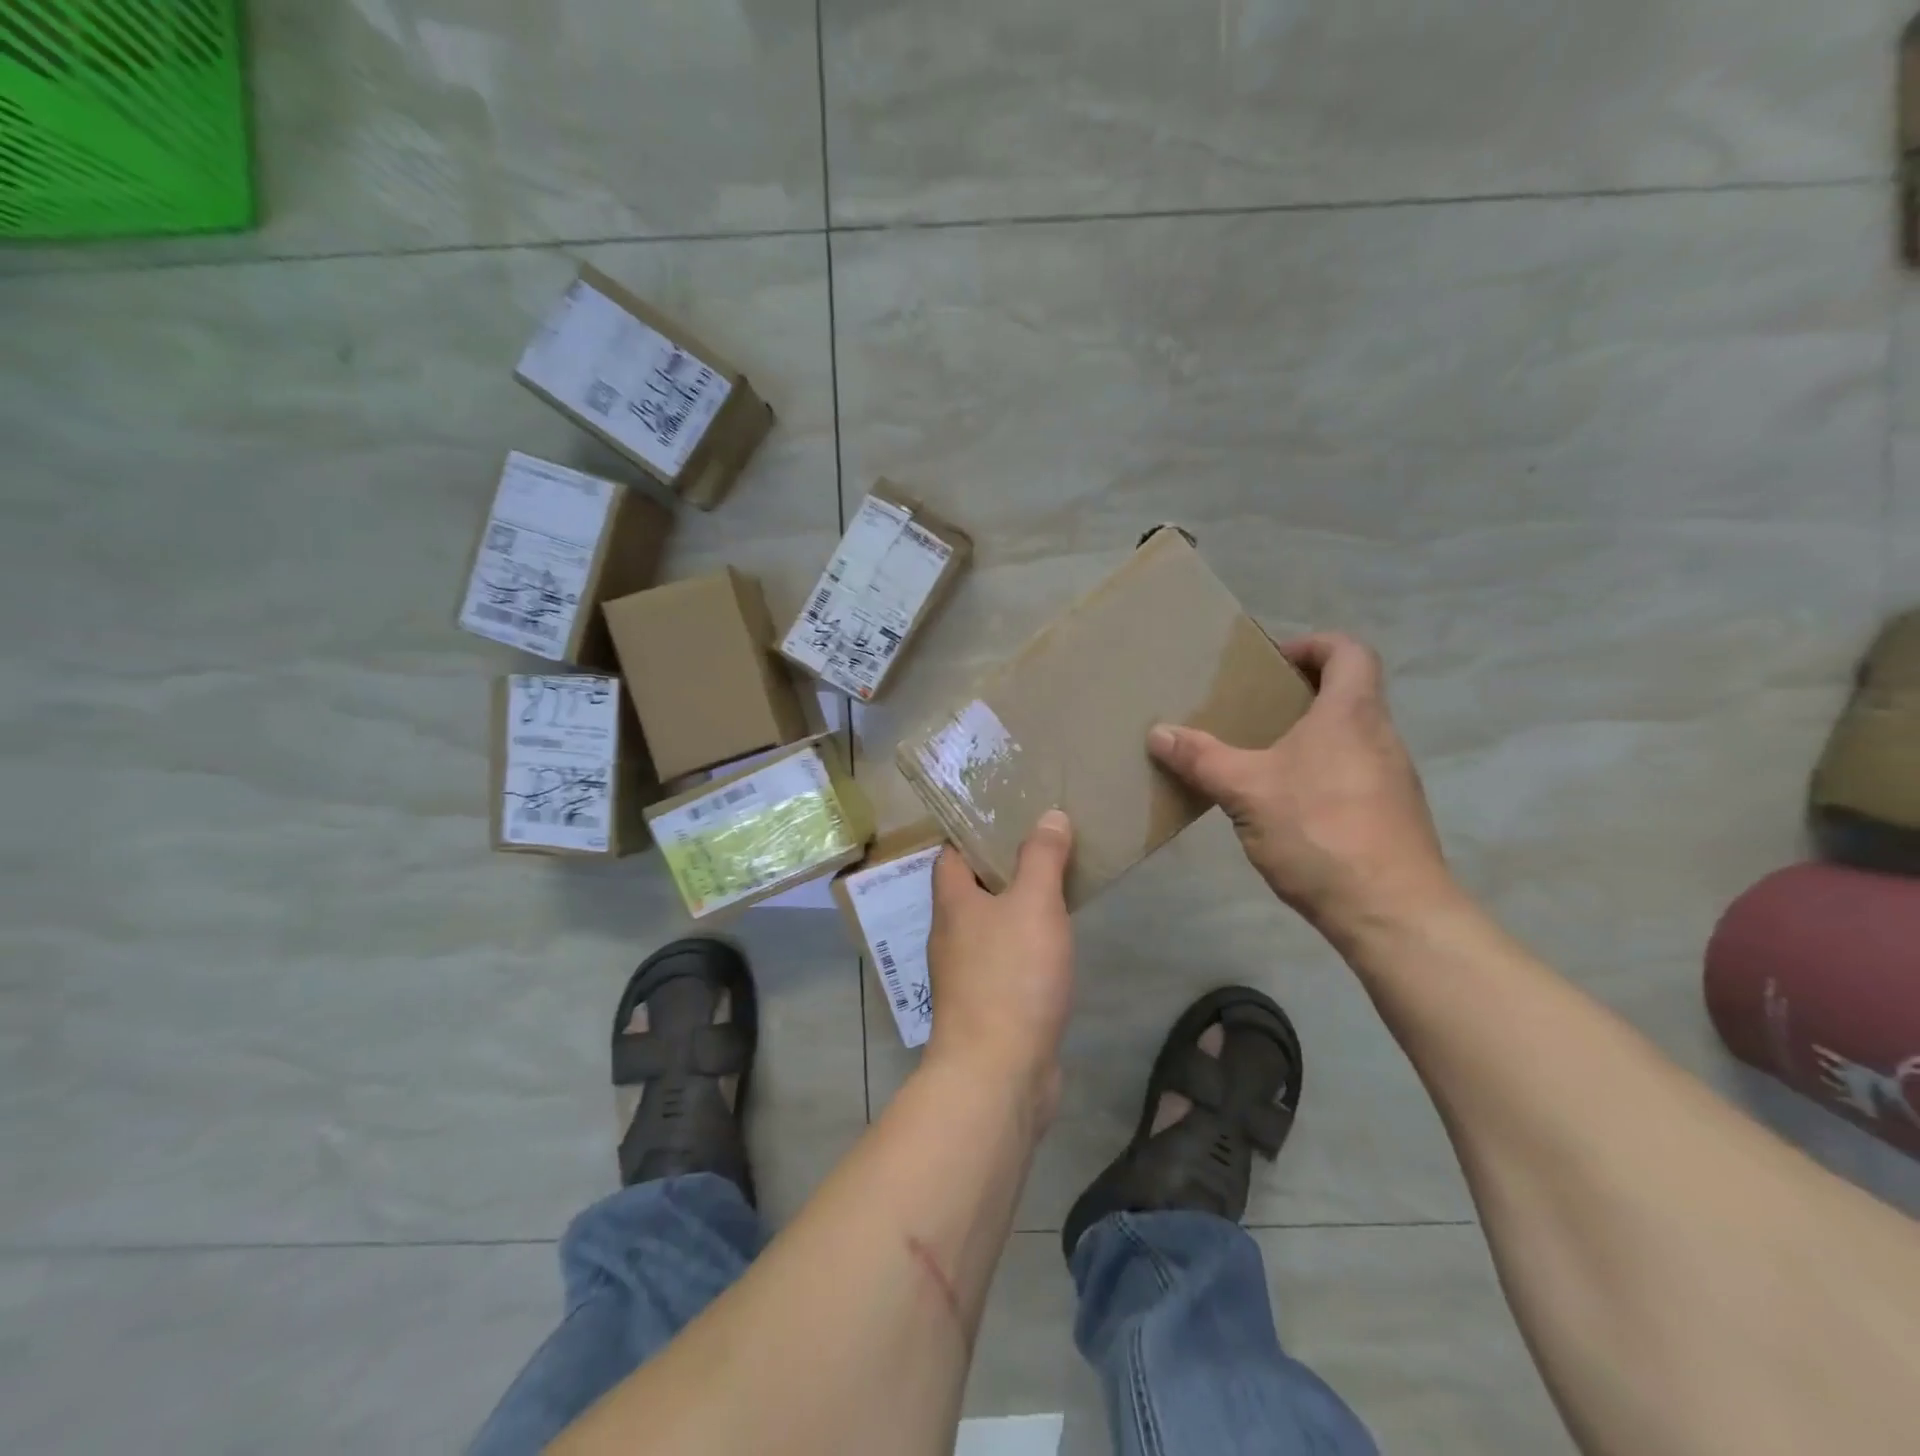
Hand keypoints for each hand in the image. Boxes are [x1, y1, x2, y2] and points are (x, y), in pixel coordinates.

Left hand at [924, 810, 1075, 1122]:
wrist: (999, 1073)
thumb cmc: (1011, 976)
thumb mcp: (1034, 904)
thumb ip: (1042, 858)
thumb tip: (1049, 815)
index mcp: (952, 903)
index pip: (951, 854)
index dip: (975, 832)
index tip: (1009, 816)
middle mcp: (951, 935)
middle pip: (971, 890)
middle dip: (1003, 868)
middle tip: (1044, 847)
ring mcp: (966, 974)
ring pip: (991, 927)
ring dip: (1017, 909)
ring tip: (1055, 888)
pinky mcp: (988, 1006)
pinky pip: (1006, 962)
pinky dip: (1026, 947)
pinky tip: (1054, 946)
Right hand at [1148, 632, 1456, 944]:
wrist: (1391, 912)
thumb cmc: (1319, 830)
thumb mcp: (1246, 790)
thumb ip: (1201, 758)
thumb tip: (1157, 732)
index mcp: (1351, 713)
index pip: (1348, 652)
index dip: (1313, 645)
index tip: (1273, 663)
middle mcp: (1379, 737)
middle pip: (1347, 694)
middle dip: (1299, 695)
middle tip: (1251, 711)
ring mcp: (1390, 779)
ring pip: (1348, 738)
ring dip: (1307, 738)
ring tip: (1258, 759)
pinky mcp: (1389, 816)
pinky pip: (1350, 775)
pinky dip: (1318, 774)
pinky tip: (1283, 807)